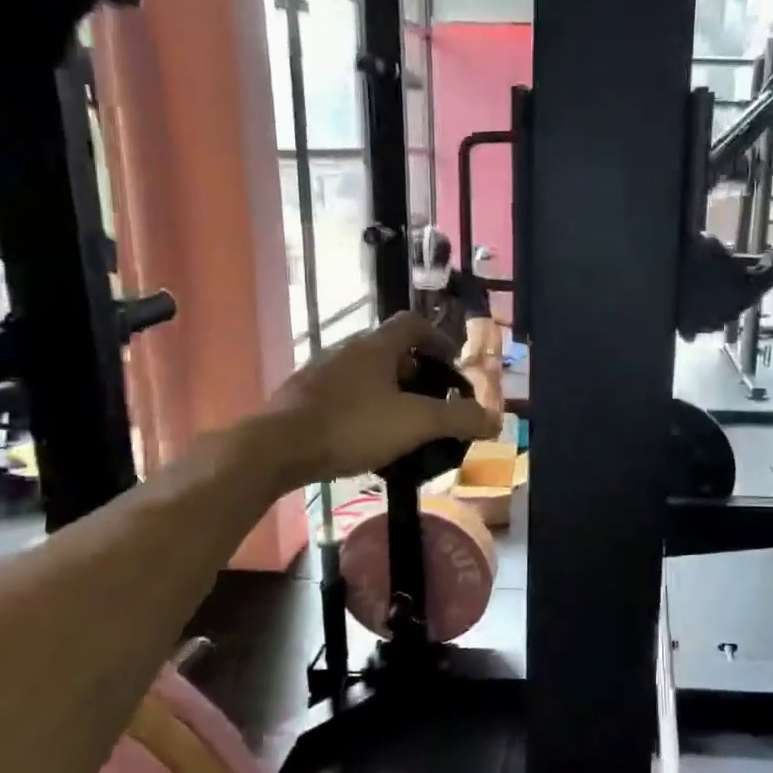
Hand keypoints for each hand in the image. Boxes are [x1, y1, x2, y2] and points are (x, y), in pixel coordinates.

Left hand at [263, 312, 501, 484]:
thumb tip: (496, 420)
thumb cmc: (351, 426)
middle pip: (391, 351)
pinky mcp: (301, 398)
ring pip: (366, 375)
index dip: (438, 339)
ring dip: (389, 393)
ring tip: (403, 425)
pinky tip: (367, 441)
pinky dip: (364, 410)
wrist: (276, 449)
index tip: (452, 363)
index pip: (413, 323)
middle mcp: (347, 350)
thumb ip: (459, 419)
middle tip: (433, 402)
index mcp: (376, 346)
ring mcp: (320, 373)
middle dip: (417, 373)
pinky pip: (344, 396)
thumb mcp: (415, 423)